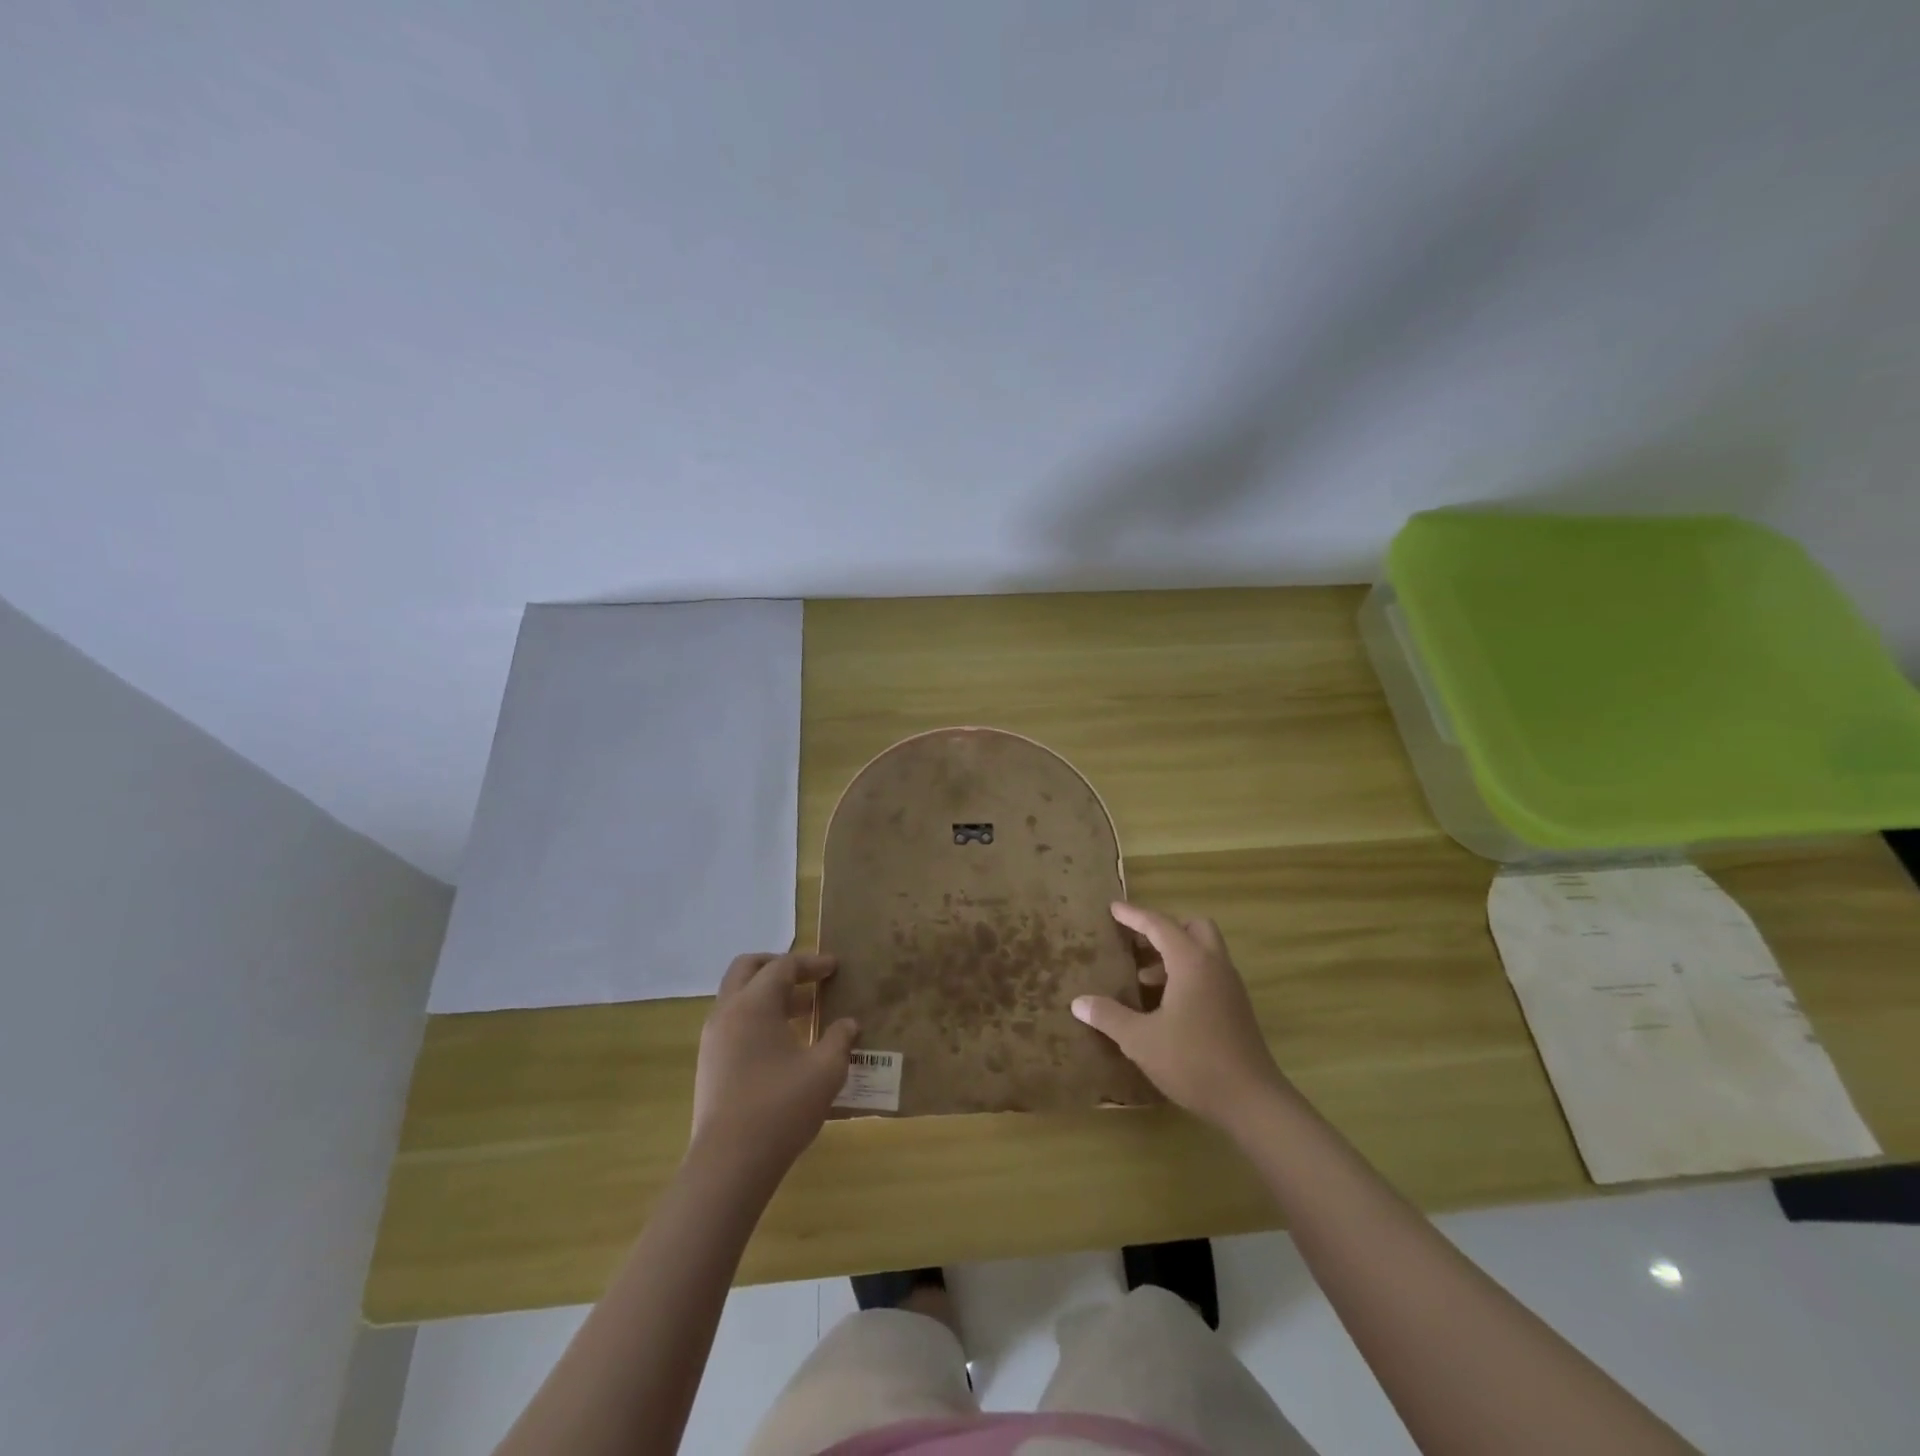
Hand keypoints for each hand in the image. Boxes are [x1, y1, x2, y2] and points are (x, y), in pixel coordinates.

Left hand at [690, 953, 858, 1178]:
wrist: (729, 1163)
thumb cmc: (781, 1107)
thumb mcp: (825, 1070)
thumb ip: (839, 1039)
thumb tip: (848, 1024)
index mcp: (754, 1004)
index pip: (783, 965)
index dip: (812, 963)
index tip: (835, 967)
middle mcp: (727, 1012)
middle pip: (748, 968)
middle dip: (778, 965)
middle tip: (807, 976)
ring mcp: (713, 1039)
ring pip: (737, 996)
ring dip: (767, 993)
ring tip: (802, 1011)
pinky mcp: (709, 1064)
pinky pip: (733, 1022)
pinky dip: (756, 1017)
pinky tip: (782, 1042)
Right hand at [1072, 902, 1291, 1132]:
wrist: (1252, 1102)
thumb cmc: (1193, 1061)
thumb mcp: (1141, 1040)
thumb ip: (1109, 1016)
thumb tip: (1079, 1002)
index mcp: (1192, 963)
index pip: (1160, 925)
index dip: (1134, 915)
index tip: (1113, 908)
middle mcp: (1215, 966)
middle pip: (1192, 927)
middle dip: (1164, 929)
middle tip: (1136, 942)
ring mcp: (1230, 987)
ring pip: (1203, 951)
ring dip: (1174, 954)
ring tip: (1142, 978)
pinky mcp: (1236, 1008)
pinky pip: (1209, 973)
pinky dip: (1186, 974)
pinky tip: (1164, 1003)